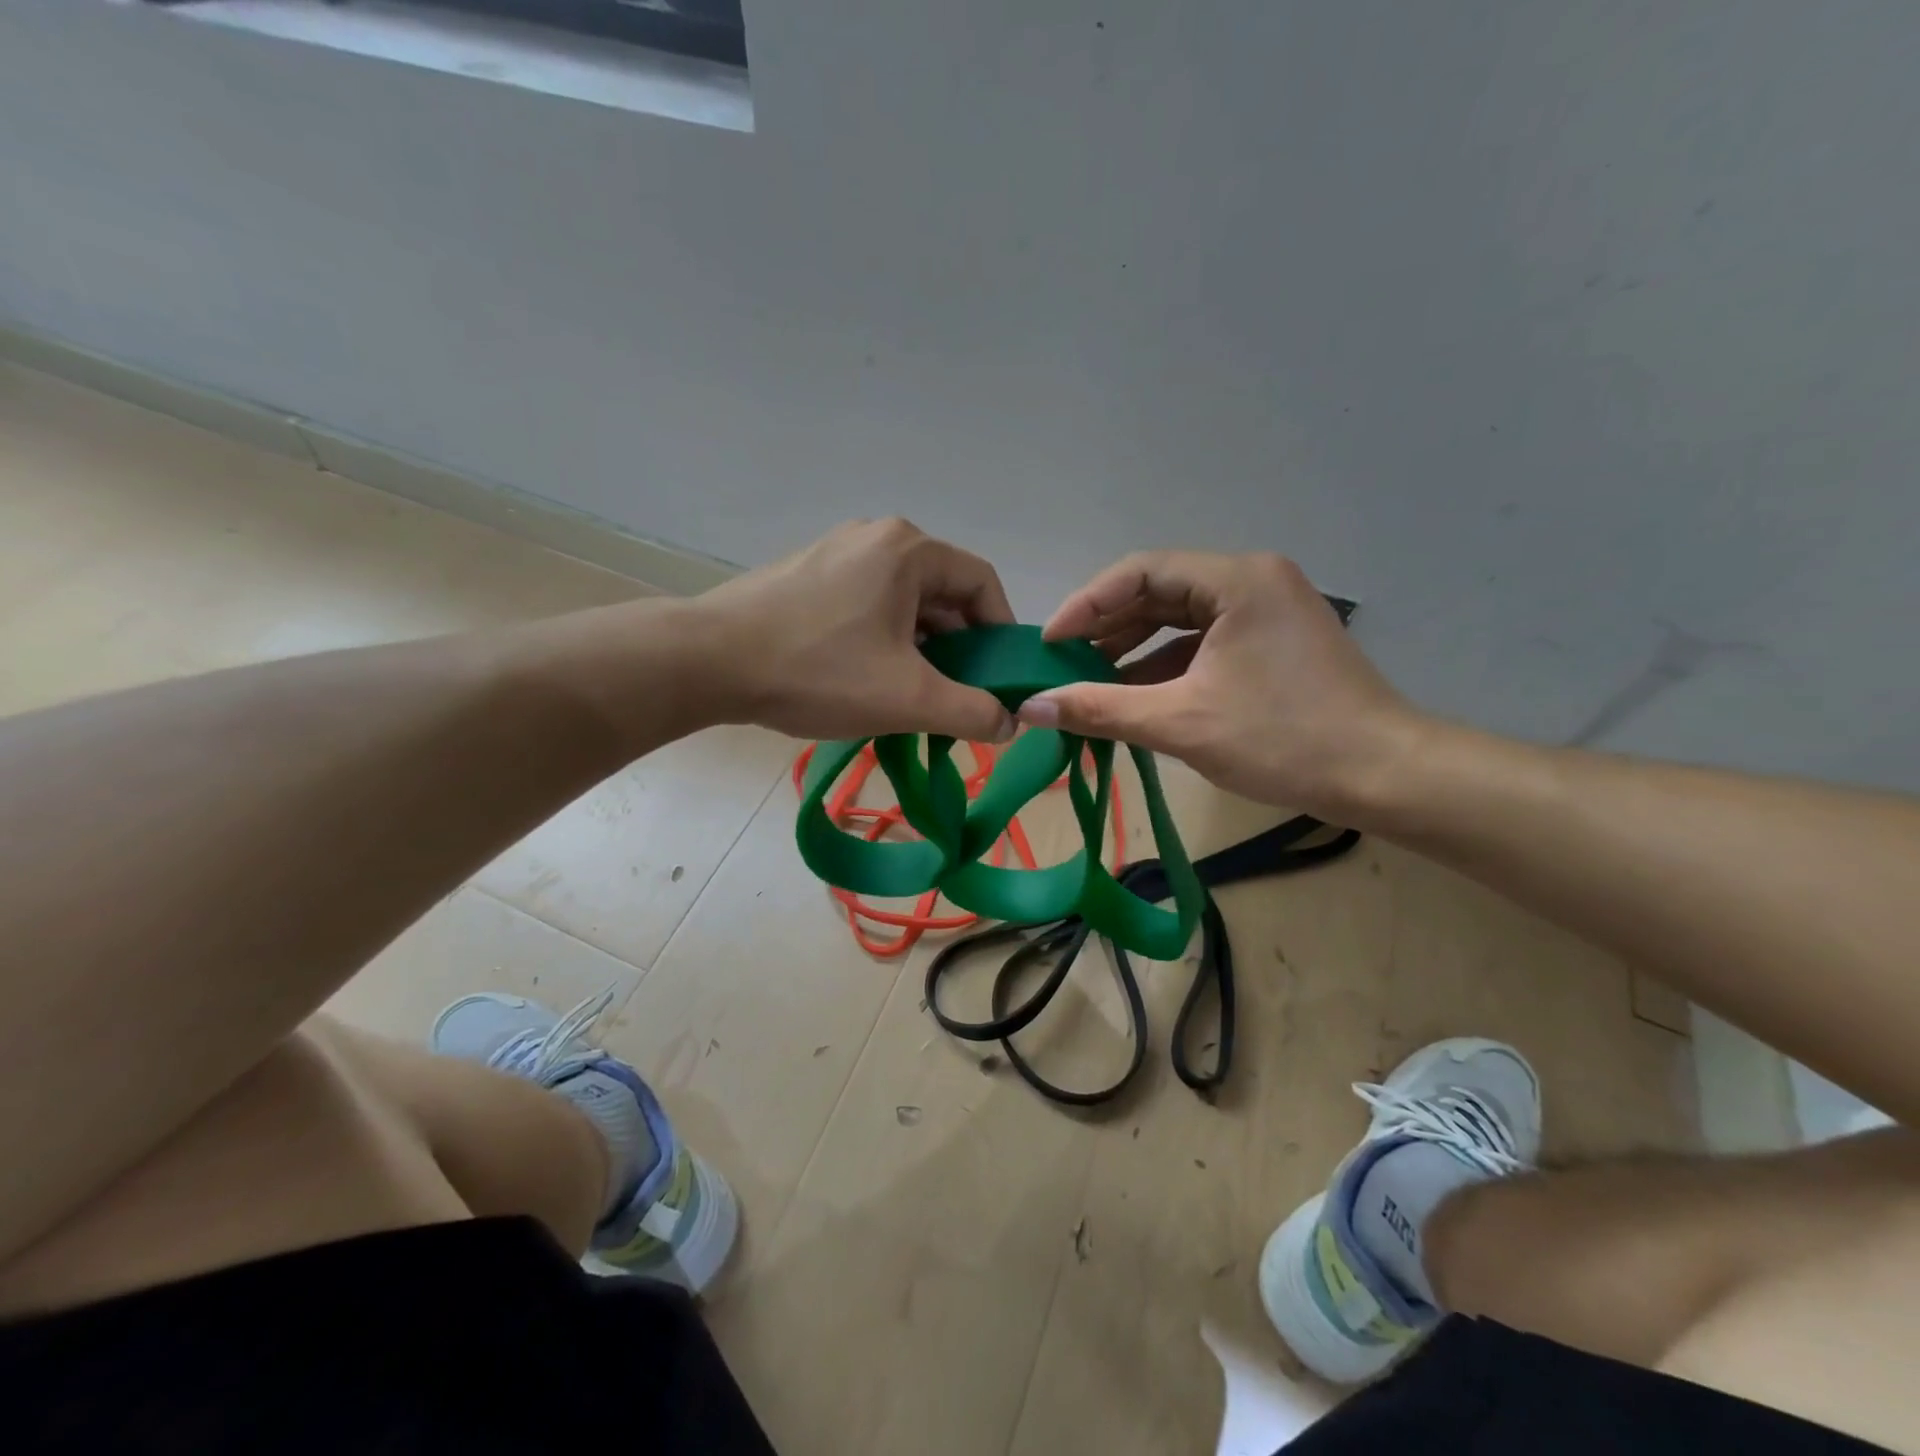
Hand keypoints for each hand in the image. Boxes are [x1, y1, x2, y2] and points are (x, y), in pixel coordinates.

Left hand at [694, 518, 1017, 741]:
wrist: (706, 662)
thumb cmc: (817, 671)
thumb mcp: (907, 698)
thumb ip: (971, 711)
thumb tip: (1011, 722)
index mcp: (908, 550)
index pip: (982, 583)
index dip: (1000, 633)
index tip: (999, 678)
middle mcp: (876, 538)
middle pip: (942, 593)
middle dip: (958, 648)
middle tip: (957, 696)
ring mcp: (836, 553)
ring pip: (903, 603)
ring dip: (921, 649)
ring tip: (913, 696)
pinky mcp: (807, 576)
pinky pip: (867, 605)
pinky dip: (884, 641)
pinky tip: (869, 680)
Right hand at [1019, 551, 1426, 821]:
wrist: (1384, 775)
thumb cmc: (1283, 740)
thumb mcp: (1180, 723)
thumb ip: (1100, 709)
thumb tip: (1029, 707)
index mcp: (1236, 579)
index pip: (1139, 572)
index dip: (1085, 605)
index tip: (1047, 644)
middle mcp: (1253, 580)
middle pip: (1159, 592)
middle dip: (1107, 628)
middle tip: (1062, 663)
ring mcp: (1267, 610)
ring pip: (1181, 618)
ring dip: (1133, 649)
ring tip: (1089, 682)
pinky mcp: (1273, 641)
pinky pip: (1204, 641)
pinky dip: (1166, 665)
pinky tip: (1136, 695)